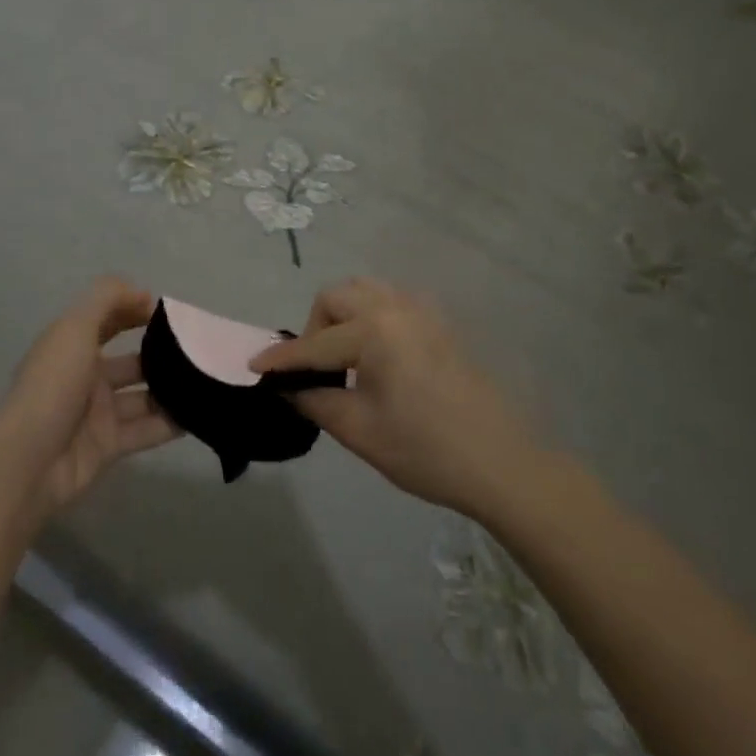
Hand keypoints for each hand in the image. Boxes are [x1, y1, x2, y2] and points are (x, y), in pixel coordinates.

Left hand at [0, 277, 180, 520]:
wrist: (27, 460)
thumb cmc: (53, 384)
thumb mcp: (75, 327)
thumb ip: (108, 299)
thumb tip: (143, 293)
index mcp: (72, 345)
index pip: (108, 319)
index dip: (135, 310)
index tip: (171, 313)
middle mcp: (86, 376)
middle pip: (131, 360)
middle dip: (162, 353)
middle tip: (200, 350)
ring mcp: (98, 413)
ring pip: (143, 396)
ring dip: (172, 388)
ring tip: (209, 380)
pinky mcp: (109, 446)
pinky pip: (147, 430)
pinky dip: (172, 423)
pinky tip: (202, 413)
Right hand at [251, 277, 545, 519]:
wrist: (502, 464)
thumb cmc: (425, 450)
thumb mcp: (359, 431)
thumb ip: (314, 400)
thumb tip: (286, 386)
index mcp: (375, 331)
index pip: (314, 344)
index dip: (281, 359)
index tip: (254, 366)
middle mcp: (396, 308)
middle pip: (337, 297)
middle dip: (315, 328)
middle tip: (315, 370)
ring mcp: (422, 312)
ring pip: (365, 291)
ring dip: (343, 315)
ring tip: (343, 357)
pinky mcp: (439, 324)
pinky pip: (391, 301)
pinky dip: (370, 315)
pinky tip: (375, 353)